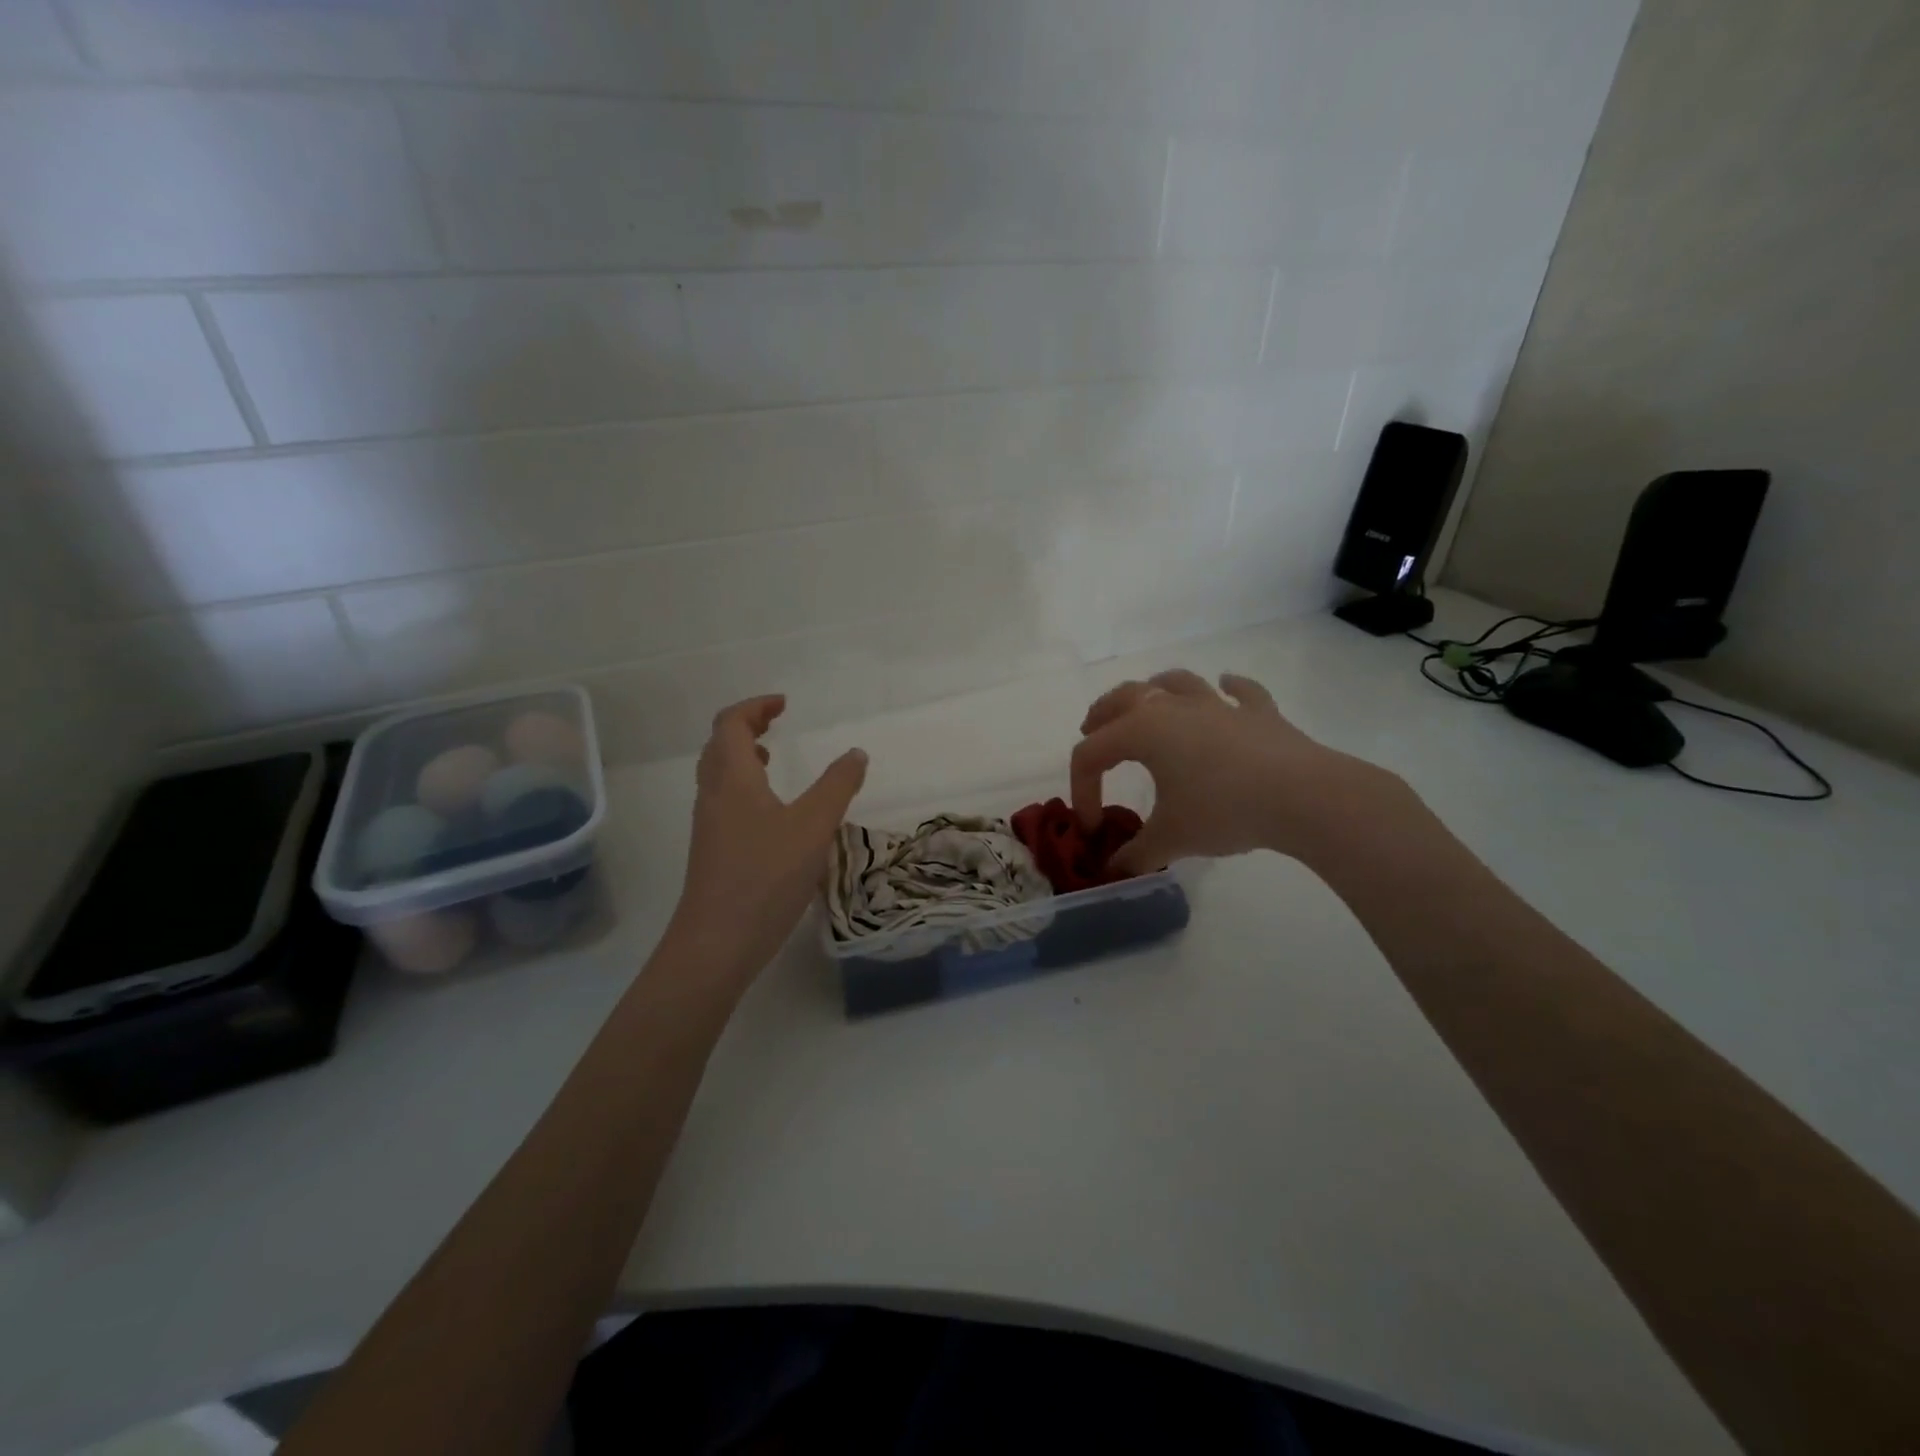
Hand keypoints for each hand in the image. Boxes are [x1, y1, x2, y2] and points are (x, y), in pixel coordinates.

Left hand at [665, 695, 866, 987]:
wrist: (717, 942)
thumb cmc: (766, 876)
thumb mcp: (814, 826)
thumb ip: (838, 786)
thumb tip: (856, 753)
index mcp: (732, 778)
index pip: (731, 724)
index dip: (755, 707)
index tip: (784, 704)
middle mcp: (713, 795)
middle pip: (719, 745)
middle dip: (746, 727)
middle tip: (777, 723)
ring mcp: (709, 825)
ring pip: (718, 775)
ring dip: (742, 757)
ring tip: (773, 760)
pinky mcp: (712, 850)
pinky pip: (723, 800)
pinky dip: (744, 787)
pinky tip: (770, 812)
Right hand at [1071, 669, 1409, 872]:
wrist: (1303, 796)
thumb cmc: (1223, 810)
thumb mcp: (1171, 839)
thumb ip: (1135, 855)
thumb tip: (1112, 872)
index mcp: (1142, 731)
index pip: (1091, 754)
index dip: (1082, 790)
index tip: (1094, 828)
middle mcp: (1173, 707)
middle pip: (1123, 698)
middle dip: (1101, 714)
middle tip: (1092, 730)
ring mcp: (1219, 705)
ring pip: (1175, 682)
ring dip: (1155, 688)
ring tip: (1149, 701)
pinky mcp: (1259, 713)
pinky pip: (1240, 692)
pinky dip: (1230, 688)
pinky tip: (1227, 687)